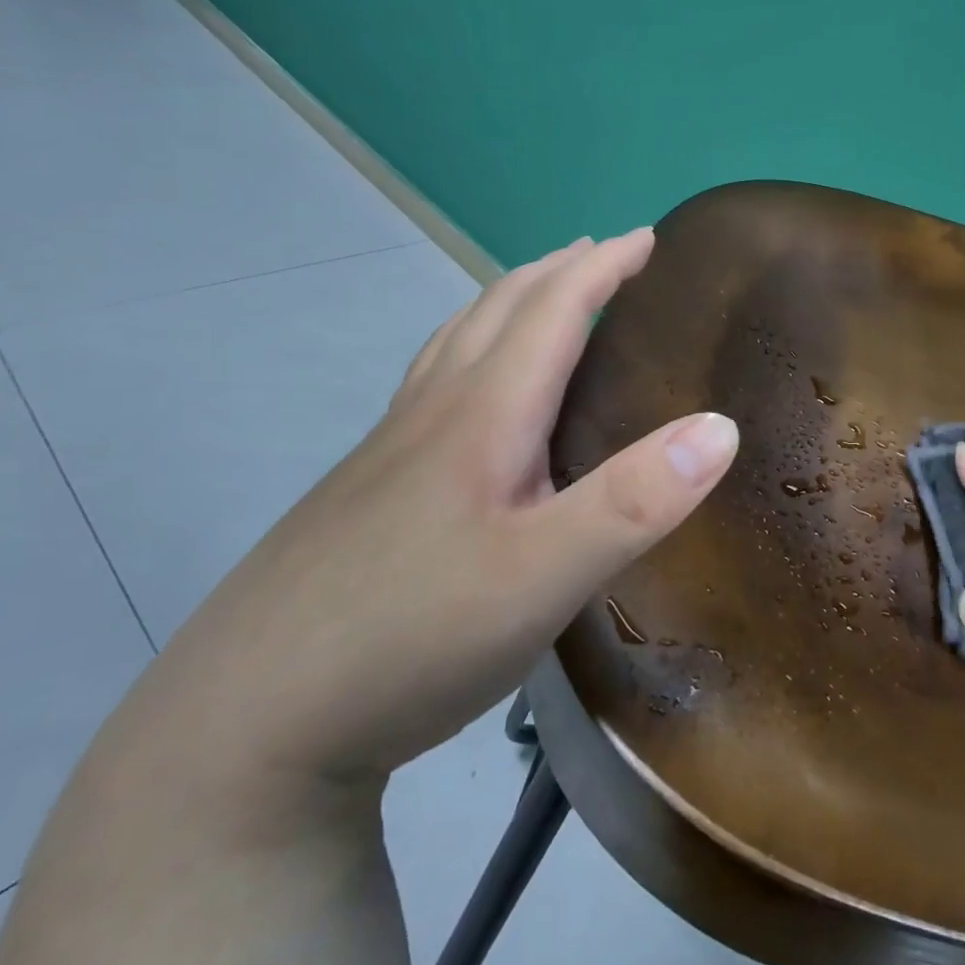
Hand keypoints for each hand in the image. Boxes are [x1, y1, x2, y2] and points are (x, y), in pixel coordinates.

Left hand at [133, 229, 740, 796]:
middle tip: (605, 253)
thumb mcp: (545, 576)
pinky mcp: (367, 489)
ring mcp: (390, 450)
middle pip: (497, 310)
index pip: (552, 311)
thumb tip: (722, 427)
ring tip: (542, 294)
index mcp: (482, 415)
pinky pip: (432, 382)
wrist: (242, 727)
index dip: (604, 268)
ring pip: (456, 341)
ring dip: (508, 301)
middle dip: (559, 271)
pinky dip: (470, 348)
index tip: (649, 237)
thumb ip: (636, 500)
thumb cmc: (412, 637)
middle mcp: (433, 413)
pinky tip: (469, 388)